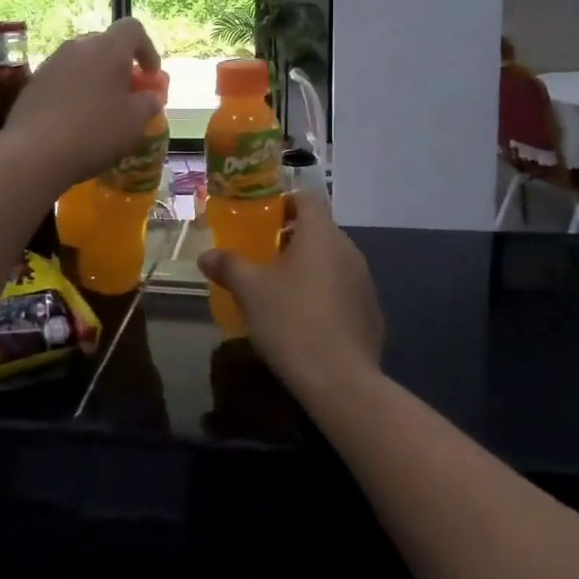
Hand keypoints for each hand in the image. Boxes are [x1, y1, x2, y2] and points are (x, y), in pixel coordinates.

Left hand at [3, 19, 162, 190]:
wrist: (33, 153)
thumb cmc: (94, 132)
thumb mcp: (135, 121)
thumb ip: (149, 102)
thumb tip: (150, 96)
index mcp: (107, 48)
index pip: (132, 29)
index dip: (147, 49)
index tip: (150, 76)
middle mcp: (77, 47)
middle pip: (105, 44)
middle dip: (120, 65)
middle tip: (127, 94)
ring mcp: (51, 63)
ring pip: (82, 62)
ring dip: (96, 79)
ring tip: (102, 109)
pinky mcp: (33, 83)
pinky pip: (63, 79)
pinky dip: (75, 92)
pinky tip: (76, 120)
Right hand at [198, 191, 383, 399]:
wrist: (340, 381)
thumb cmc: (291, 321)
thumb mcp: (250, 291)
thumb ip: (228, 266)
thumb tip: (207, 255)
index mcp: (321, 234)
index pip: (307, 198)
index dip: (284, 203)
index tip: (263, 222)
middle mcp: (348, 249)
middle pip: (319, 230)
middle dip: (291, 240)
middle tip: (263, 260)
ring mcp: (364, 280)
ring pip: (332, 260)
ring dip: (309, 267)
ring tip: (281, 292)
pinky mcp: (371, 311)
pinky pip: (344, 289)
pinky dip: (325, 294)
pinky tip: (306, 321)